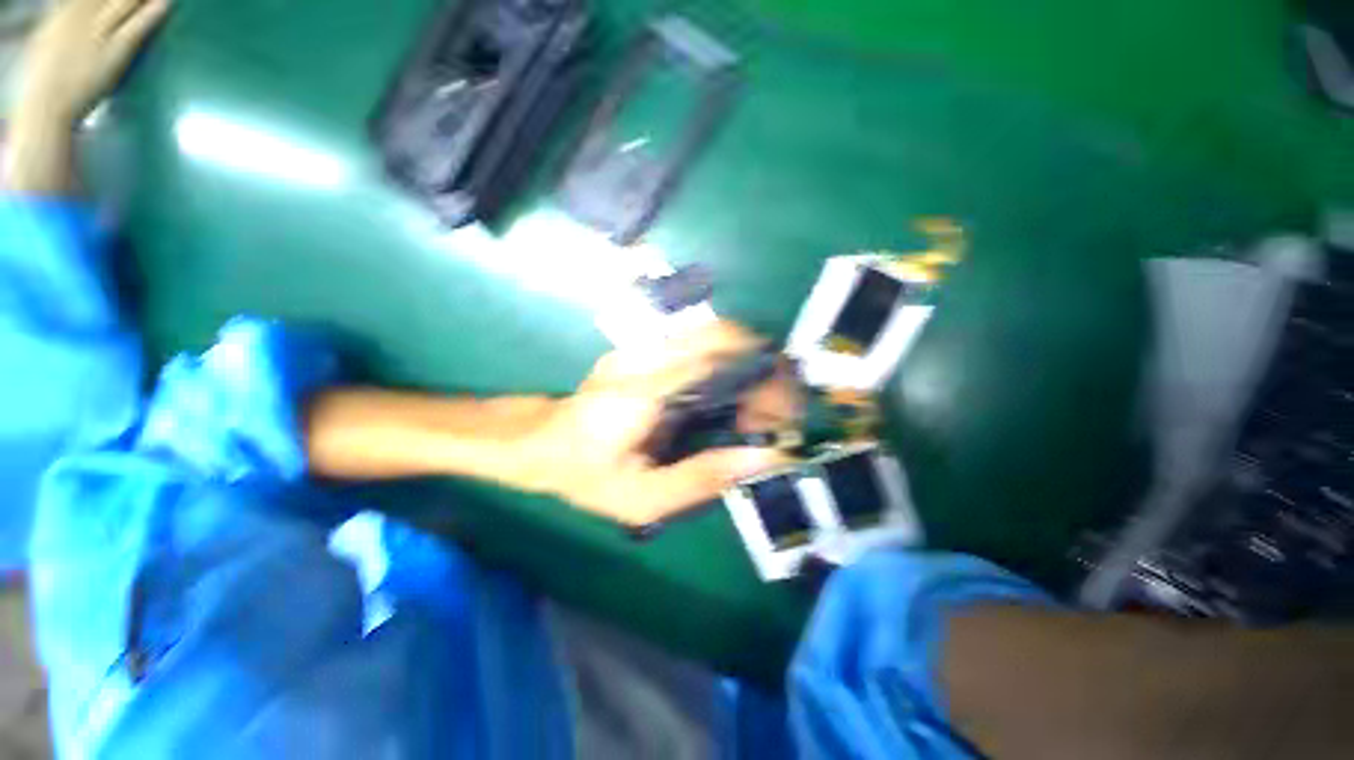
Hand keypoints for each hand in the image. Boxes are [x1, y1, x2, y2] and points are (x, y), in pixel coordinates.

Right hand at [6, 0, 170, 193]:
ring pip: (126, 1)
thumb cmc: (44, 81)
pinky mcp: (113, 51)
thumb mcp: (49, 40)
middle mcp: (81, 14)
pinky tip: (168, 1)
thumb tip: (76, 13)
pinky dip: (153, 10)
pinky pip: (137, 25)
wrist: (43, 109)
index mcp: (64, 12)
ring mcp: (98, 32)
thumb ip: (67, 22)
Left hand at [522, 321, 798, 526]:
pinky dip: (731, 362)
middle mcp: (646, 356)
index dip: (764, 380)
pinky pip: (702, 342)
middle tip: (773, 414)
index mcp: (643, 391)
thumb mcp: (642, 498)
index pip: (719, 359)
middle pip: (726, 334)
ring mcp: (644, 346)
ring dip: (750, 363)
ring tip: (756, 408)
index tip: (781, 419)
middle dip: (765, 367)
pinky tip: (730, 396)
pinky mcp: (646, 347)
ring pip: (717, 332)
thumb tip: (766, 457)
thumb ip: (702, 477)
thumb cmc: (587, 475)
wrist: (542, 441)